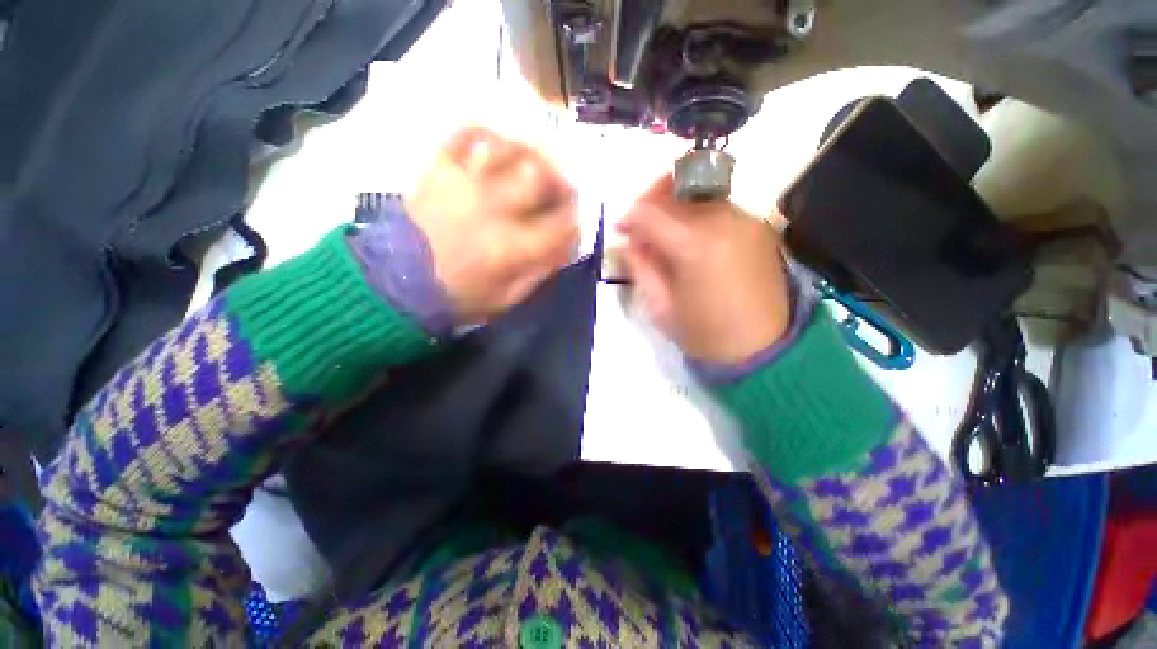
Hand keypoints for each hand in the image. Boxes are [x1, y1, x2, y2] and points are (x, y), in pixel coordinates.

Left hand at [407, 127, 578, 324]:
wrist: (397, 283)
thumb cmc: (459, 297)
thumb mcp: (508, 298)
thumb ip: (540, 271)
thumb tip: (564, 247)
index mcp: (513, 246)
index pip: (560, 223)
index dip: (575, 219)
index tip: (576, 220)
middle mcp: (495, 208)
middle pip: (540, 176)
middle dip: (562, 179)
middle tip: (565, 185)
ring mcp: (466, 184)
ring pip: (509, 150)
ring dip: (531, 152)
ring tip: (538, 160)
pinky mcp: (440, 171)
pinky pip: (464, 136)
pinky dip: (484, 132)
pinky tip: (497, 142)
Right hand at [618, 175, 790, 364]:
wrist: (763, 349)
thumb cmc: (705, 334)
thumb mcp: (660, 307)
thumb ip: (641, 267)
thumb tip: (628, 241)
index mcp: (695, 247)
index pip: (652, 213)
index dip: (629, 216)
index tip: (619, 228)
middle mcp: (724, 222)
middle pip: (677, 191)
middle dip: (651, 200)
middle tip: (639, 223)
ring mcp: (746, 221)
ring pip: (699, 195)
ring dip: (674, 206)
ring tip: (664, 232)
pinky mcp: (759, 227)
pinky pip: (719, 208)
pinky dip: (697, 214)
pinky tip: (691, 238)